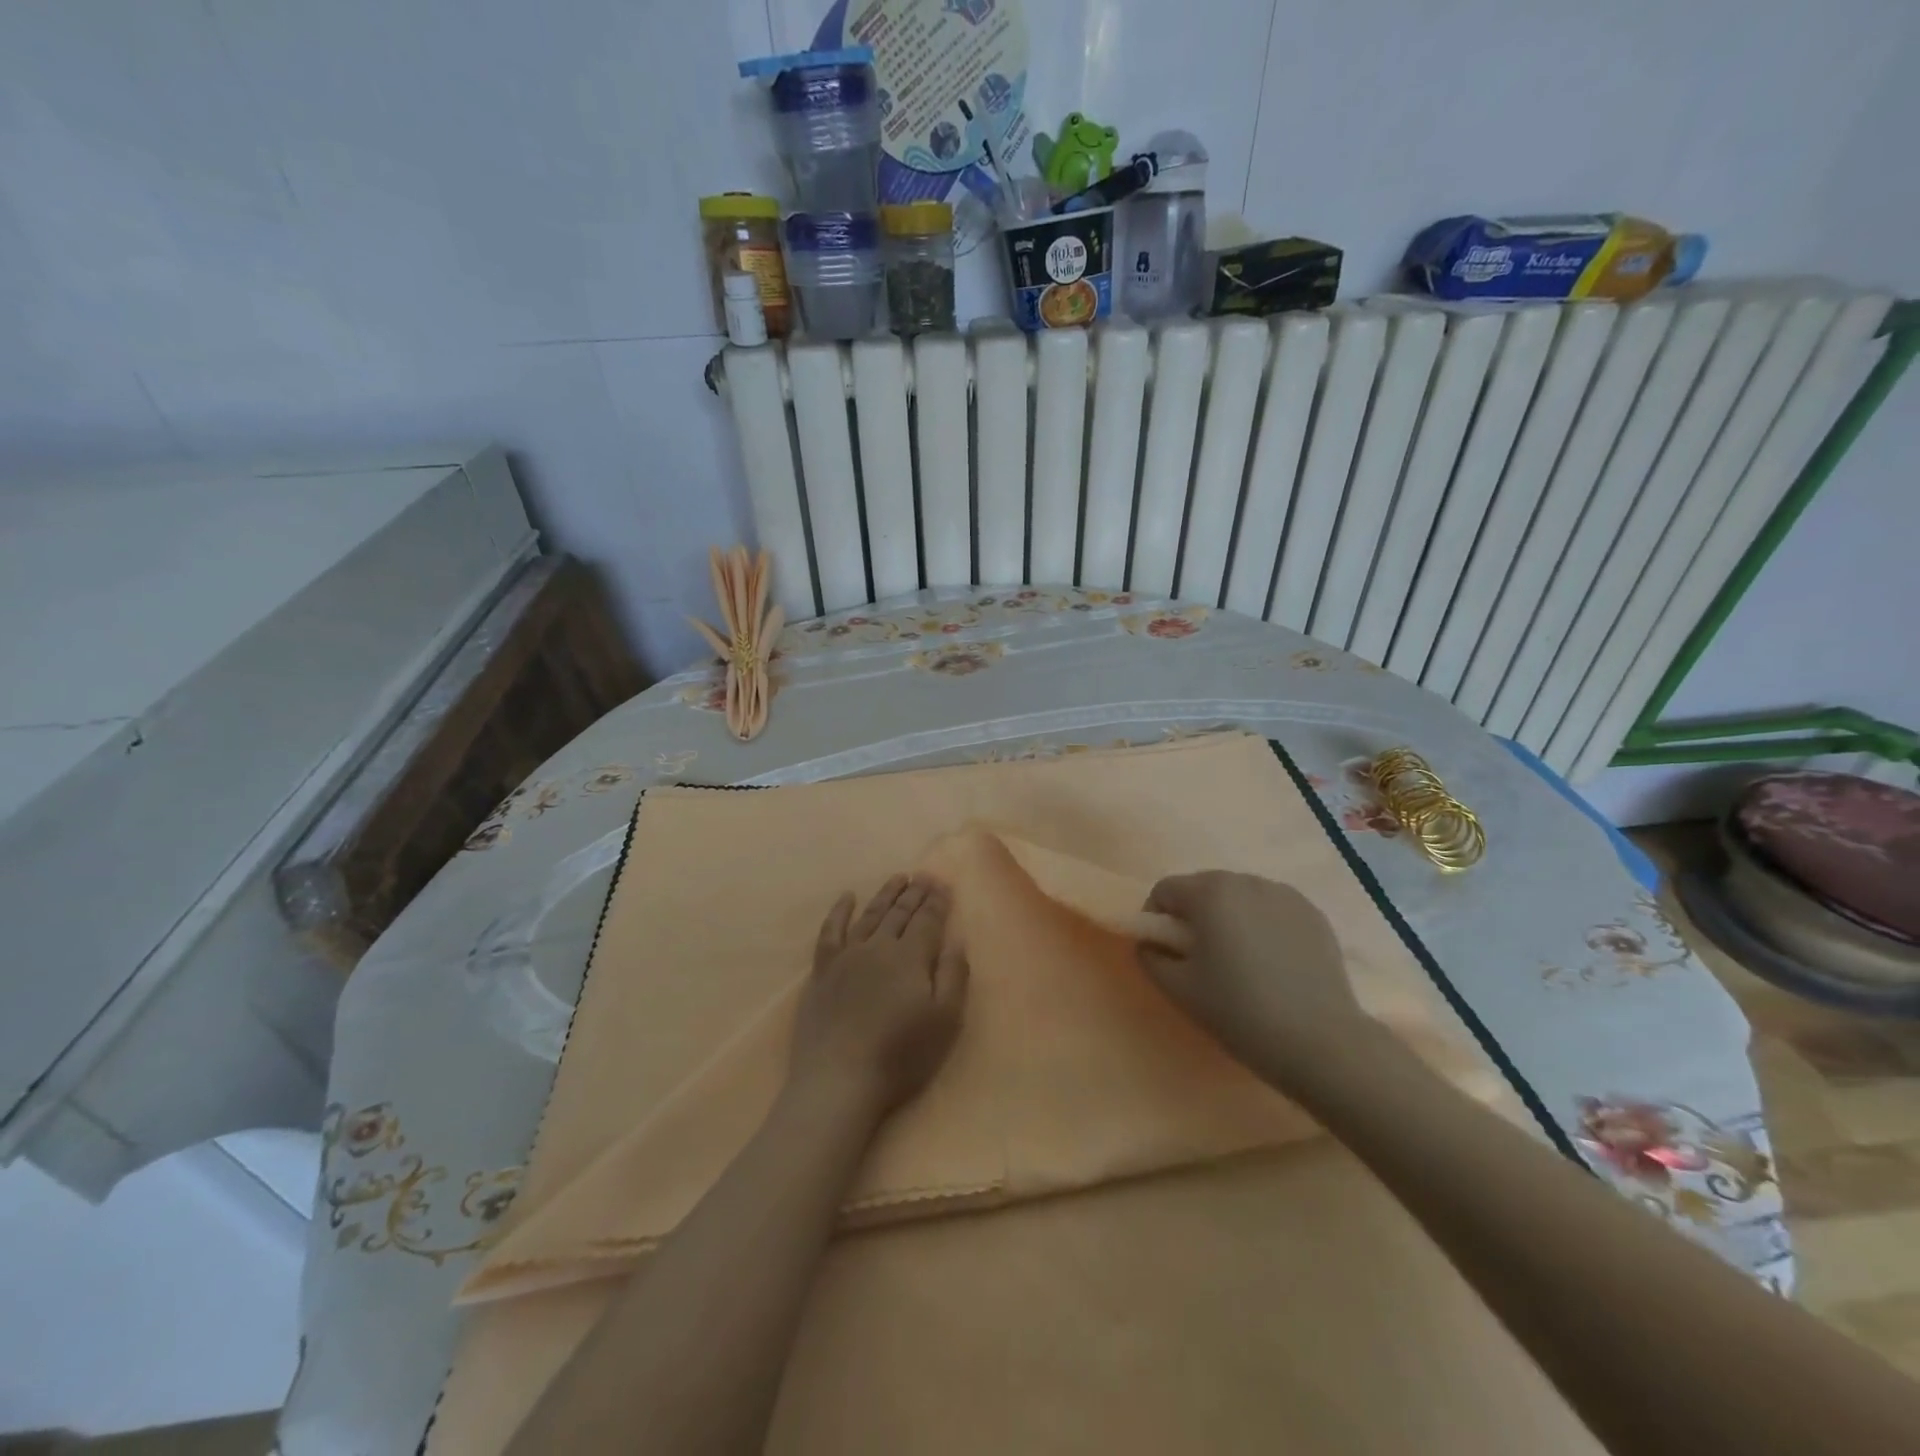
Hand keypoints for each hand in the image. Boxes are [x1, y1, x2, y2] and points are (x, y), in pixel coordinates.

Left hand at [789, 875, 969, 1122]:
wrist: (839, 1080)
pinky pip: (831, 930)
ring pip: (869, 915)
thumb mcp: (944, 1020)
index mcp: (910, 957)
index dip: (937, 901)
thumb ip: (953, 975)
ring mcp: (847, 956)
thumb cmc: (900, 1055)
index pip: (927, 920)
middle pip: (900, 913)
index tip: (943, 883)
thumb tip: (957, 939)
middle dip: (915, 893)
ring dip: (885, 894)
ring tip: (897, 878)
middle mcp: (878, 946)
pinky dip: (839, 911)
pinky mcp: (822, 971)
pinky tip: (846, 897)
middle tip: (924, 875)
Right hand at [1138, 871, 1371, 1090]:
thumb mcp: (1179, 990)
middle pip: (1203, 888)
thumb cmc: (1240, 1012)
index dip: (1156, 919)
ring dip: (1229, 918)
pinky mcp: (1313, 913)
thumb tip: (1149, 943)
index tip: (1165, 952)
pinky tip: (1272, 962)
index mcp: (1209, 892)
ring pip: (1239, 897)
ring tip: (1240, 961)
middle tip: (1200, 959)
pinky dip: (1262, 925)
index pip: (1164, 890)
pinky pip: (1271, 909)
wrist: (1321, 1042)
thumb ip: (1150, 957)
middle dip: (1194, 916)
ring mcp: (1284, 894)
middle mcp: (1246, 881)